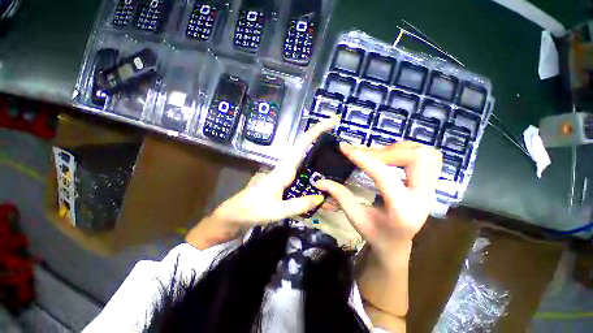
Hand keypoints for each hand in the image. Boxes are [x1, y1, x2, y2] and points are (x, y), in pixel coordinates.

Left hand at [211, 117, 339, 229]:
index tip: (331, 120)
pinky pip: (300, 164)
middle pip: (303, 144)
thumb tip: (321, 197)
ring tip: (331, 139)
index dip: (316, 131)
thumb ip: (299, 205)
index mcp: (284, 170)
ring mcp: (284, 170)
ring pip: (302, 152)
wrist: (236, 213)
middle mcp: (285, 166)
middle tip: (335, 125)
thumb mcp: (277, 211)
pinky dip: (310, 157)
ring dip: (315, 142)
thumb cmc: (253, 209)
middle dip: (318, 132)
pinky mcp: (284, 177)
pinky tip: (318, 163)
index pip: (301, 145)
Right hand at [314, 141, 441, 266]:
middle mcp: (423, 198)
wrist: (397, 244)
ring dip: (398, 149)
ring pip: (424, 154)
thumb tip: (320, 181)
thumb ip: (340, 197)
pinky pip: (426, 157)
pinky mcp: (430, 184)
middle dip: (386, 151)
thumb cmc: (375, 234)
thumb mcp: (355, 218)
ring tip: (376, 154)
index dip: (363, 159)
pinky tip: (389, 157)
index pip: (383, 176)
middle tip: (364, 153)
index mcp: (402, 211)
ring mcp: (431, 190)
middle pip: (415, 158)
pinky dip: (405, 151)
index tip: (345, 148)